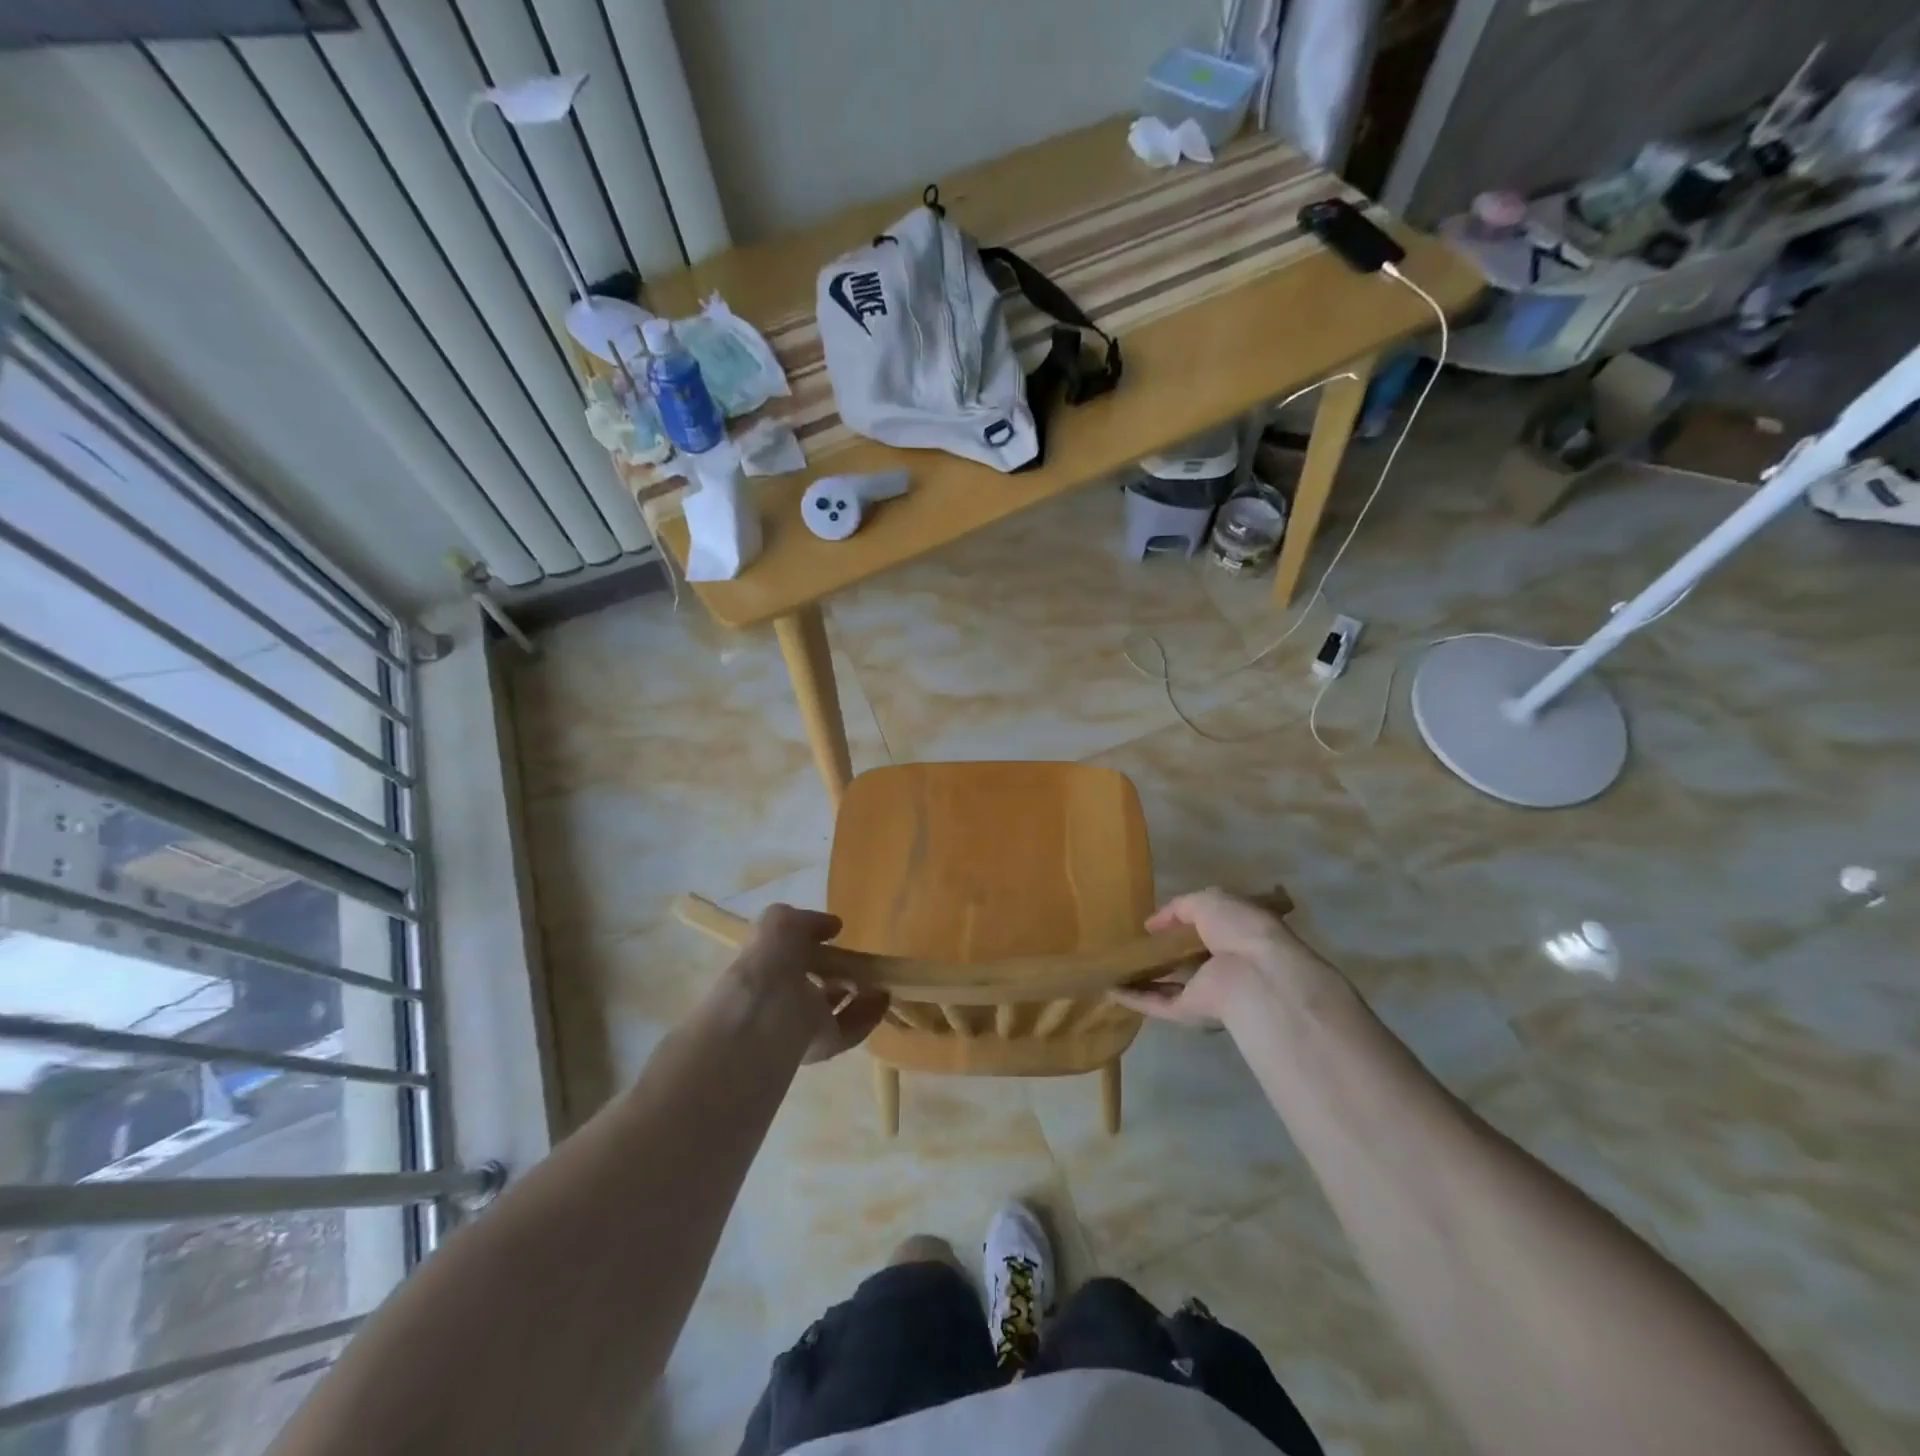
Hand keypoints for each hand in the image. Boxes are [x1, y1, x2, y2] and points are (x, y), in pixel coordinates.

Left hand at [725, 904, 888, 1063]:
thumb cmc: (770, 961)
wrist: (768, 1014)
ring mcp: (800, 1024)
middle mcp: (780, 997)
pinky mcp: (821, 1045)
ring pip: (832, 1009)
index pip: (790, 955)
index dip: (811, 944)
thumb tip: (832, 926)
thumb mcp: (780, 922)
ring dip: (858, 997)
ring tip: (882, 983)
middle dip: (837, 974)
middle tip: (862, 963)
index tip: (835, 936)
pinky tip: (884, 1000)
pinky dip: (867, 1016)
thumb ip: (807, 921)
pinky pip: (848, 1029)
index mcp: (765, 968)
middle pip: (813, 985)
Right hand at [1111, 889, 1328, 1028]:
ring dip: (1143, 978)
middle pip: (1186, 960)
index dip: (1183, 923)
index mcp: (1234, 934)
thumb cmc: (1238, 929)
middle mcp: (1221, 964)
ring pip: (1169, 985)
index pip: (1206, 929)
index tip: (1156, 921)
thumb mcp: (1208, 901)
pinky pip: (1157, 1004)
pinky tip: (1109, 989)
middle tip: (1131, 944)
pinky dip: (1134, 998)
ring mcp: (1205, 990)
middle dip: (1163, 953)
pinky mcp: (1189, 1012)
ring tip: (1113, 967)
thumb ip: (1179, 908)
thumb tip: (1152, 924)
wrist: (1254, 977)